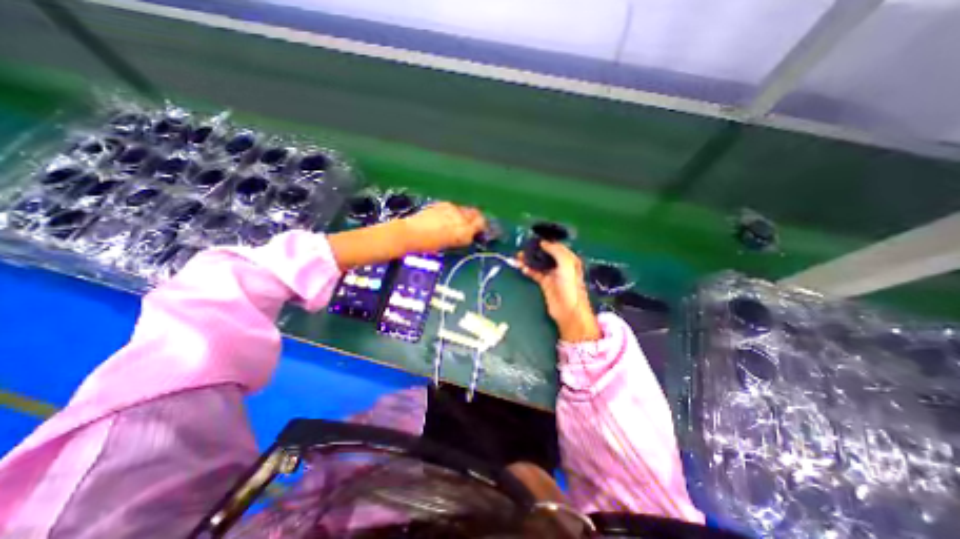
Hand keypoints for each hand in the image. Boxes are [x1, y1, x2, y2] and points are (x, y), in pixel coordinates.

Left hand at [401, 199, 487, 252]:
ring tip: (458, 224)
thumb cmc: (430, 244)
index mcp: (464, 229)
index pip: (481, 223)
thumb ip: (464, 237)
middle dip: (476, 219)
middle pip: (475, 213)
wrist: (410, 233)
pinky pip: (453, 208)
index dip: (482, 227)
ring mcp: (451, 207)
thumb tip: (471, 234)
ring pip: (464, 210)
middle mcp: (460, 215)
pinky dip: (454, 213)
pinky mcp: (441, 204)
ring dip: (465, 216)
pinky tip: (447, 219)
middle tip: (472, 227)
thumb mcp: (451, 244)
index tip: (480, 231)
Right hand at [518, 242, 596, 342]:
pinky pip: (535, 273)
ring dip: (528, 260)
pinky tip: (522, 267)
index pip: (556, 246)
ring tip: (518, 257)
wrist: (568, 310)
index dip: (546, 242)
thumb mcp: (567, 264)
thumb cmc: (570, 285)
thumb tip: (543, 243)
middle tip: (523, 247)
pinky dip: (528, 269)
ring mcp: (552, 275)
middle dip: (535, 250)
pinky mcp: (545, 284)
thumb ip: (556, 251)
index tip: (534, 239)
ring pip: (538, 264)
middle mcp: (561, 265)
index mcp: (569, 259)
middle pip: (545, 254)